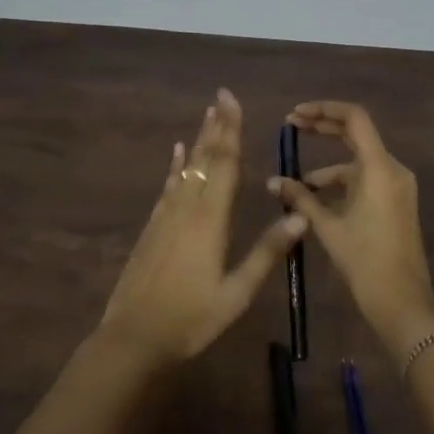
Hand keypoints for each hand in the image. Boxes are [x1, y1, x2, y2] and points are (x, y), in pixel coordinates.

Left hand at [100, 88, 306, 368]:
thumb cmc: (191, 319)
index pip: (224, 164)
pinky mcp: (153, 228)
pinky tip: (177, 154)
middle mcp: (187, 208)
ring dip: (199, 140)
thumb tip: (300, 216)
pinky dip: (175, 167)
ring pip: (187, 169)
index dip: (230, 131)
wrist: (133, 337)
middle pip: (205, 159)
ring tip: (207, 115)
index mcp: (210, 220)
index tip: (232, 101)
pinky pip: (168, 187)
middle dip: (216, 127)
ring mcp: (166, 216)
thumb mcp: (236, 293)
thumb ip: (266, 253)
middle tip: (221, 96)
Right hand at [266, 101, 433, 359]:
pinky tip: (317, 199)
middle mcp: (393, 169)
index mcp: (379, 168)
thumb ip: (300, 198)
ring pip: (358, 161)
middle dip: (324, 128)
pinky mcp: (396, 202)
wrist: (403, 303)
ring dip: (328, 166)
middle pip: (357, 134)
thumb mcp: (328, 227)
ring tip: (295, 183)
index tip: (295, 115)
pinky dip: (342, 182)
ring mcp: (397, 186)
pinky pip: (367, 179)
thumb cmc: (365, 262)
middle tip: (291, 126)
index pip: (354, 118)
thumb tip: (273, 181)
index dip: (323, 110)